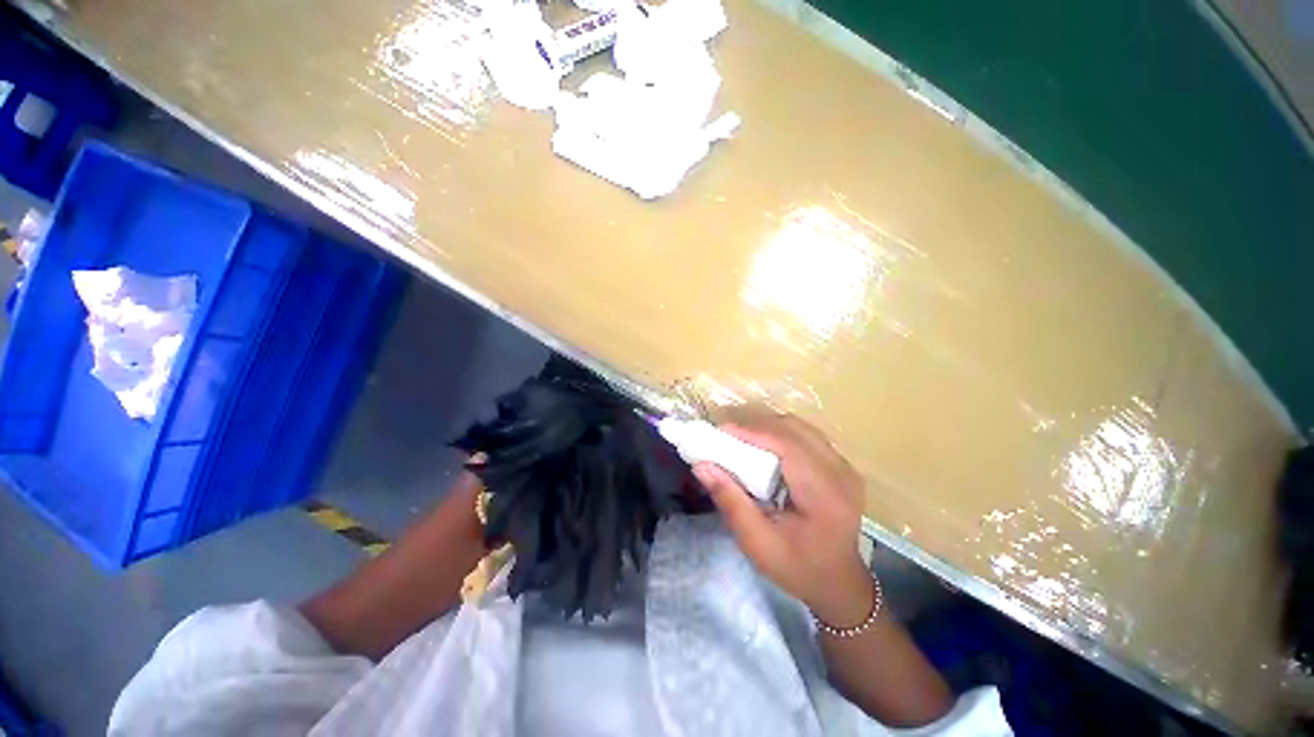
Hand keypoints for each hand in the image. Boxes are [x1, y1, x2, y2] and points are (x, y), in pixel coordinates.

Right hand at [692, 412, 876, 626]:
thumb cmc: (797, 568)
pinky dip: (782, 436)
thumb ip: (730, 501)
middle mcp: (840, 472)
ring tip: (743, 441)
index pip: (788, 445)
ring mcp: (845, 467)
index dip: (753, 432)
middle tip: (728, 437)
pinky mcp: (842, 467)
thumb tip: (701, 466)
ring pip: (802, 428)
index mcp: (825, 493)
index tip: (721, 431)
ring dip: (770, 429)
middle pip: (795, 429)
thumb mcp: (757, 542)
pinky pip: (808, 437)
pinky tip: (766, 450)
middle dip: (758, 427)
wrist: (839, 584)